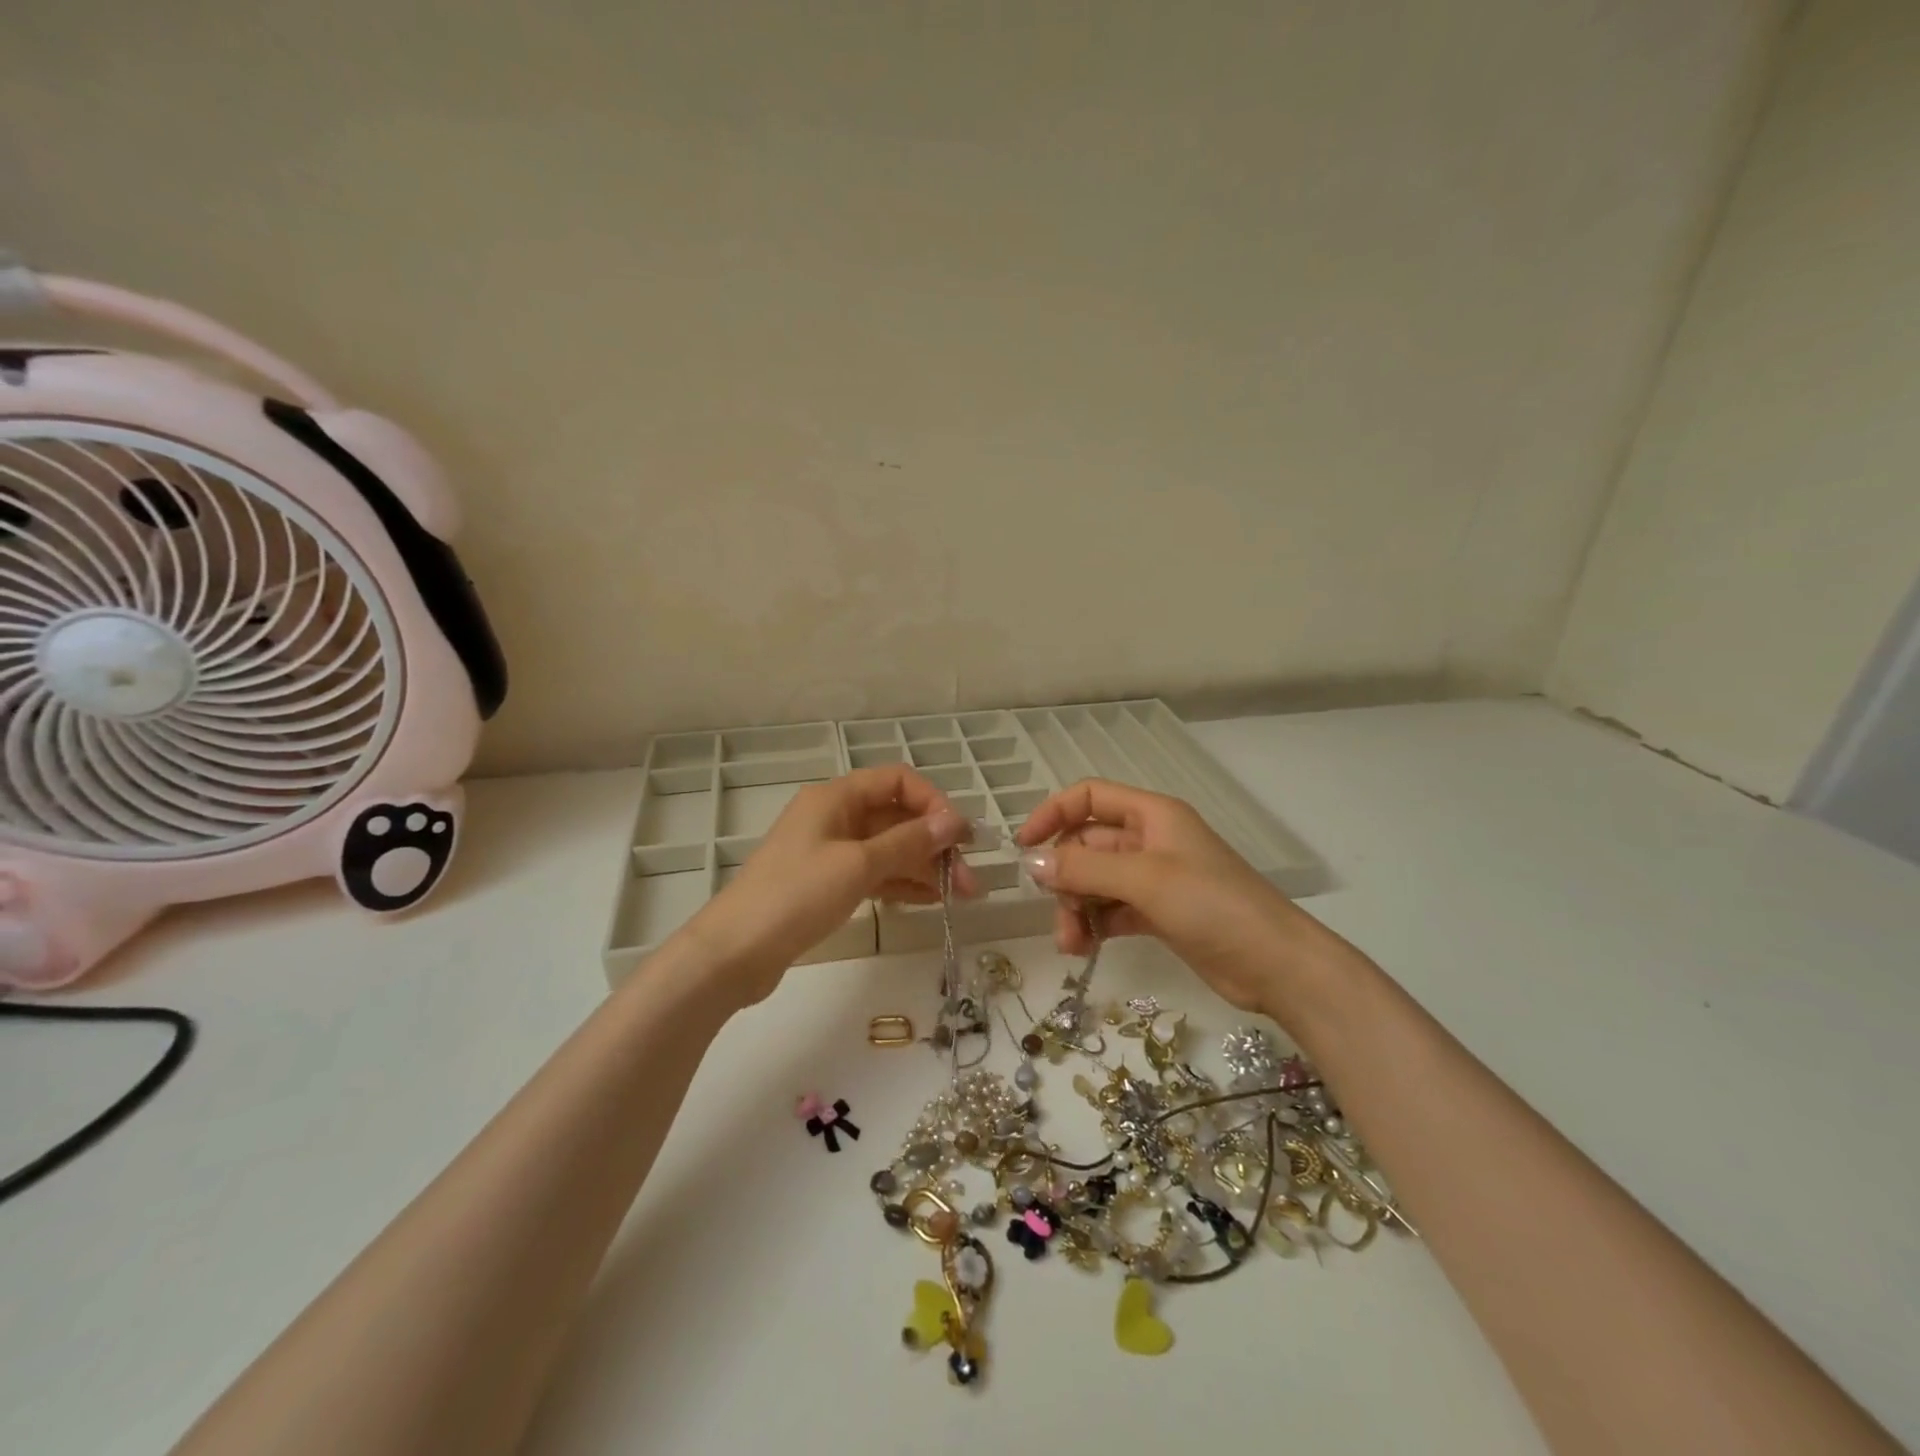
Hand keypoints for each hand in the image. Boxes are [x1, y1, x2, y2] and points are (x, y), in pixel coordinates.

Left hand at [687, 766, 978, 1000]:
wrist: (733, 953)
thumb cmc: (795, 896)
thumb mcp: (858, 865)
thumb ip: (909, 842)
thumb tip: (955, 820)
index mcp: (837, 797)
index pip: (898, 781)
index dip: (933, 802)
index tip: (959, 836)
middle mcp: (835, 817)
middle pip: (896, 817)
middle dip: (935, 843)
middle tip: (969, 880)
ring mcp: (830, 851)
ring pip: (888, 848)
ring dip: (924, 867)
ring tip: (960, 896)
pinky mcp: (826, 884)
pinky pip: (874, 873)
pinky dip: (901, 883)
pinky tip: (929, 901)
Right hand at [1016, 779, 1360, 1015]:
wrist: (1275, 964)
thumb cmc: (1212, 905)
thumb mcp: (1144, 880)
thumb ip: (1085, 868)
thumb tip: (1032, 863)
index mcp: (1151, 815)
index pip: (1089, 797)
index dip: (1053, 814)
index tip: (1025, 847)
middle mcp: (1150, 840)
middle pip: (1088, 845)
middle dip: (1066, 877)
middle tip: (1057, 914)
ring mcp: (1155, 878)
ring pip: (1097, 882)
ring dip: (1077, 908)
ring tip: (1072, 945)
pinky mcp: (1159, 913)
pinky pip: (1112, 909)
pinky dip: (1095, 925)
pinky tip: (1087, 948)